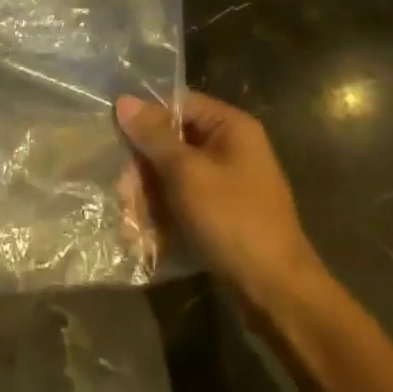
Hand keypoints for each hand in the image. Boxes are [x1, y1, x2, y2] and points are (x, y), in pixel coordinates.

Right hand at [116, 91, 323, 307]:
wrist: (276, 291)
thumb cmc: (232, 220)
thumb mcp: (187, 174)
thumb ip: (154, 137)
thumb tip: (125, 100)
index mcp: (231, 127)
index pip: (179, 104)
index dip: (146, 118)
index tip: (117, 139)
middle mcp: (231, 148)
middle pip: (173, 142)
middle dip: (144, 169)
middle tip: (124, 195)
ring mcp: (228, 183)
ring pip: (174, 175)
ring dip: (149, 197)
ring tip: (132, 224)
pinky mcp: (223, 213)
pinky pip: (185, 201)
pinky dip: (165, 215)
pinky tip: (146, 238)